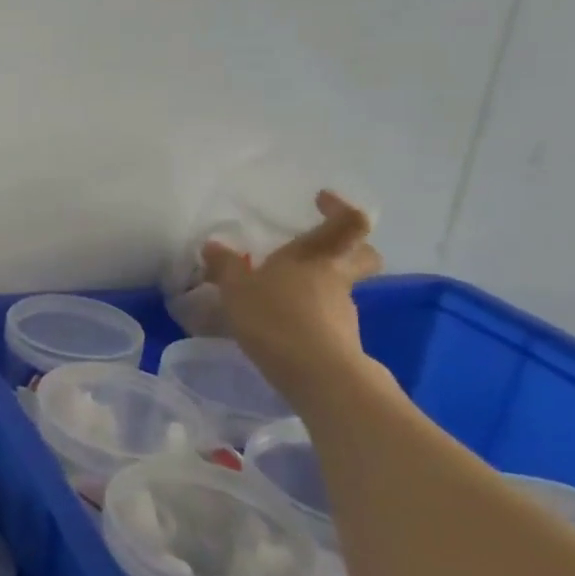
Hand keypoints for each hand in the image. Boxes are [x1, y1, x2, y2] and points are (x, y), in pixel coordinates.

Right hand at [201, 190, 383, 402]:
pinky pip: (326, 317)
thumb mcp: (236, 289)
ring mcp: (343, 311)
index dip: (339, 208)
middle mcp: (336, 278)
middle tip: (319, 249)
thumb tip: (213, 246)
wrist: (316, 374)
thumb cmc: (275, 317)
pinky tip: (282, 326)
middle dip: (348, 248)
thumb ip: (225, 266)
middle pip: (361, 255)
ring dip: (320, 286)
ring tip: (281, 296)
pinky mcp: (341, 340)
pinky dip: (310, 315)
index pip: (347, 223)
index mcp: (315, 257)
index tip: (321, 201)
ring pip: (341, 288)